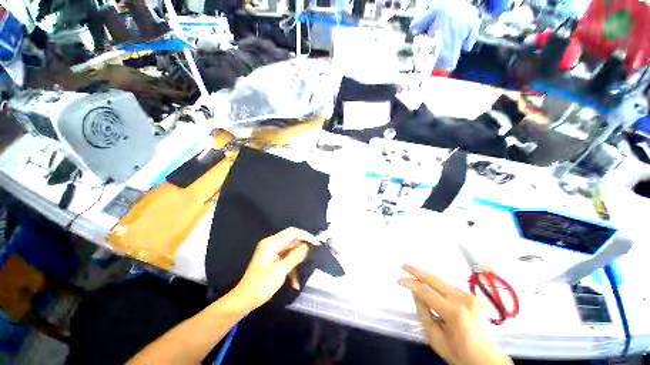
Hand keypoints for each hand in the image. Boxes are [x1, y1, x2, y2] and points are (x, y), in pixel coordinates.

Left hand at [230, 228, 318, 311]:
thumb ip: (295, 257)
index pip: (292, 232)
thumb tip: (307, 246)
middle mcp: (272, 244)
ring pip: (291, 250)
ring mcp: (272, 251)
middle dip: (303, 248)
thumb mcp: (280, 271)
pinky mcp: (273, 259)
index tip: (316, 244)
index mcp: (271, 243)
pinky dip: (292, 266)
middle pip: (292, 240)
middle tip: (314, 255)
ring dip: (298, 260)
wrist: (244, 300)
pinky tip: (295, 281)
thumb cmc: (260, 286)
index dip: (305, 236)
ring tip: (306, 269)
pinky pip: (286, 258)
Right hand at [398, 265, 511, 364]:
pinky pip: (449, 286)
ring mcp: (470, 296)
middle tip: (404, 266)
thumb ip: (423, 313)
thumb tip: (415, 292)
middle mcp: (463, 300)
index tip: (399, 279)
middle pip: (434, 280)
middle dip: (417, 272)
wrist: (488, 360)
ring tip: (413, 272)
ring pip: (442, 281)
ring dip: (426, 276)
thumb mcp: (435, 338)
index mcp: (454, 313)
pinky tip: (429, 283)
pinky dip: (437, 283)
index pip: (426, 291)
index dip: (411, 283)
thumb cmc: (460, 354)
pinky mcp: (473, 297)